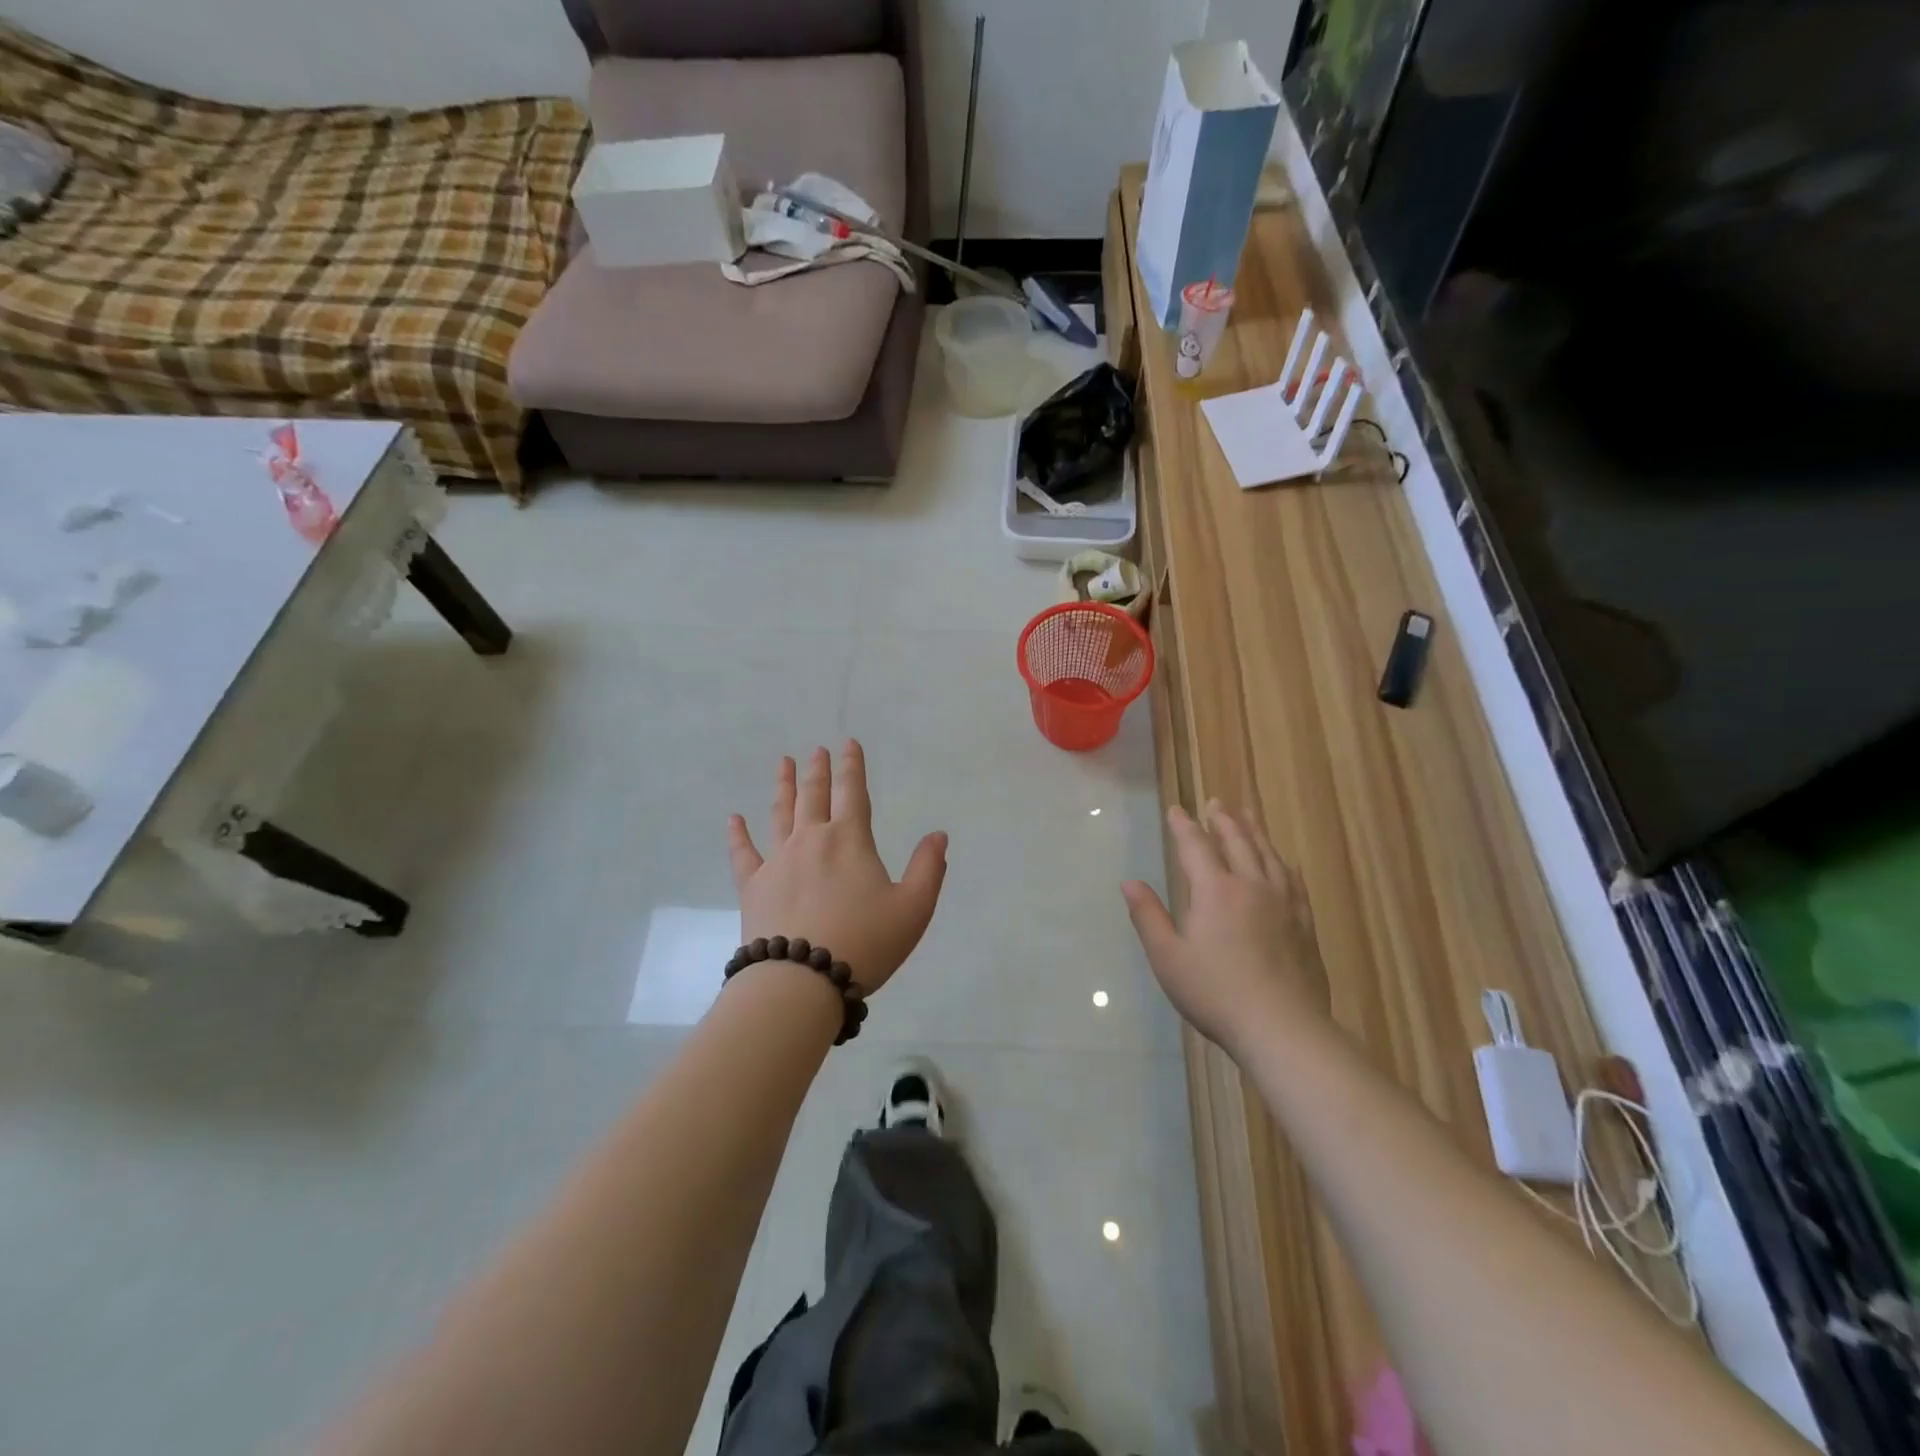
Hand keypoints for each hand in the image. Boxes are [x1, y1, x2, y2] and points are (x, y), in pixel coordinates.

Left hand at [727, 741, 947, 996]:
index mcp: (850, 841)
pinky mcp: (753, 886)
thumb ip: (928, 868)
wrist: (801, 981)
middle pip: (814, 796)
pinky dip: (738, 834)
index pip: (853, 792)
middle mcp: (812, 840)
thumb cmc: (865, 943)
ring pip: (780, 813)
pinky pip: (743, 853)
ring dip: (783, 786)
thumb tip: (938, 835)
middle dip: (818, 770)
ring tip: (783, 763)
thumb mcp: (913, 909)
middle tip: (816, 750)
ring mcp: (778, 861)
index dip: (852, 766)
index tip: (848, 744)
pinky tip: (733, 819)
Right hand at [1121, 800, 1329, 1056]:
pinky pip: (1294, 882)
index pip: (1196, 847)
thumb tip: (1129, 882)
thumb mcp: (1167, 957)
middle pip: (1237, 842)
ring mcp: (1283, 903)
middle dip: (1223, 820)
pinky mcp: (1304, 923)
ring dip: (1255, 832)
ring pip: (1268, 855)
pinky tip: (1286, 863)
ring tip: (1248, 816)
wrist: (1281, 1026)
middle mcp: (1251, 886)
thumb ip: (1148, 916)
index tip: (1177, 809)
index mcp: (1214, 891)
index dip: (1184, 826)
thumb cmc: (1215, 993)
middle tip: (1216, 802)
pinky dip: (1285, 864)